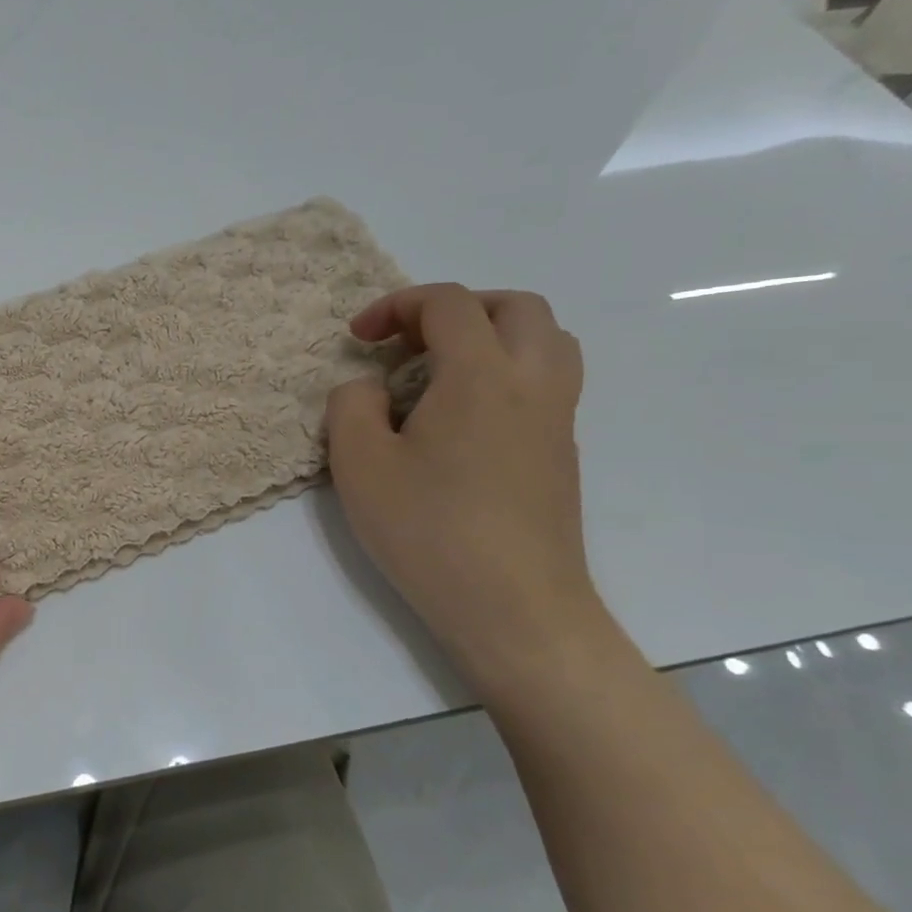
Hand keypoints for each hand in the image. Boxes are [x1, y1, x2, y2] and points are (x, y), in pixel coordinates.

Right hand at [327, 284, 603, 683]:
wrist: (514, 608)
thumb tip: (368, 389)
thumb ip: (350, 406)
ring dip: (491, 336)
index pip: (449, 303)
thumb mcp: (359, 464)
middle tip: (410, 342)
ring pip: (545, 341)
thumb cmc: (429, 531)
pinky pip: (544, 382)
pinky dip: (505, 373)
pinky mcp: (561, 454)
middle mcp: (533, 382)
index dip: (397, 305)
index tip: (358, 339)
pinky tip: (461, 421)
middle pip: (514, 307)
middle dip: (456, 308)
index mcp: (481, 375)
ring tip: (440, 373)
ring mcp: (557, 419)